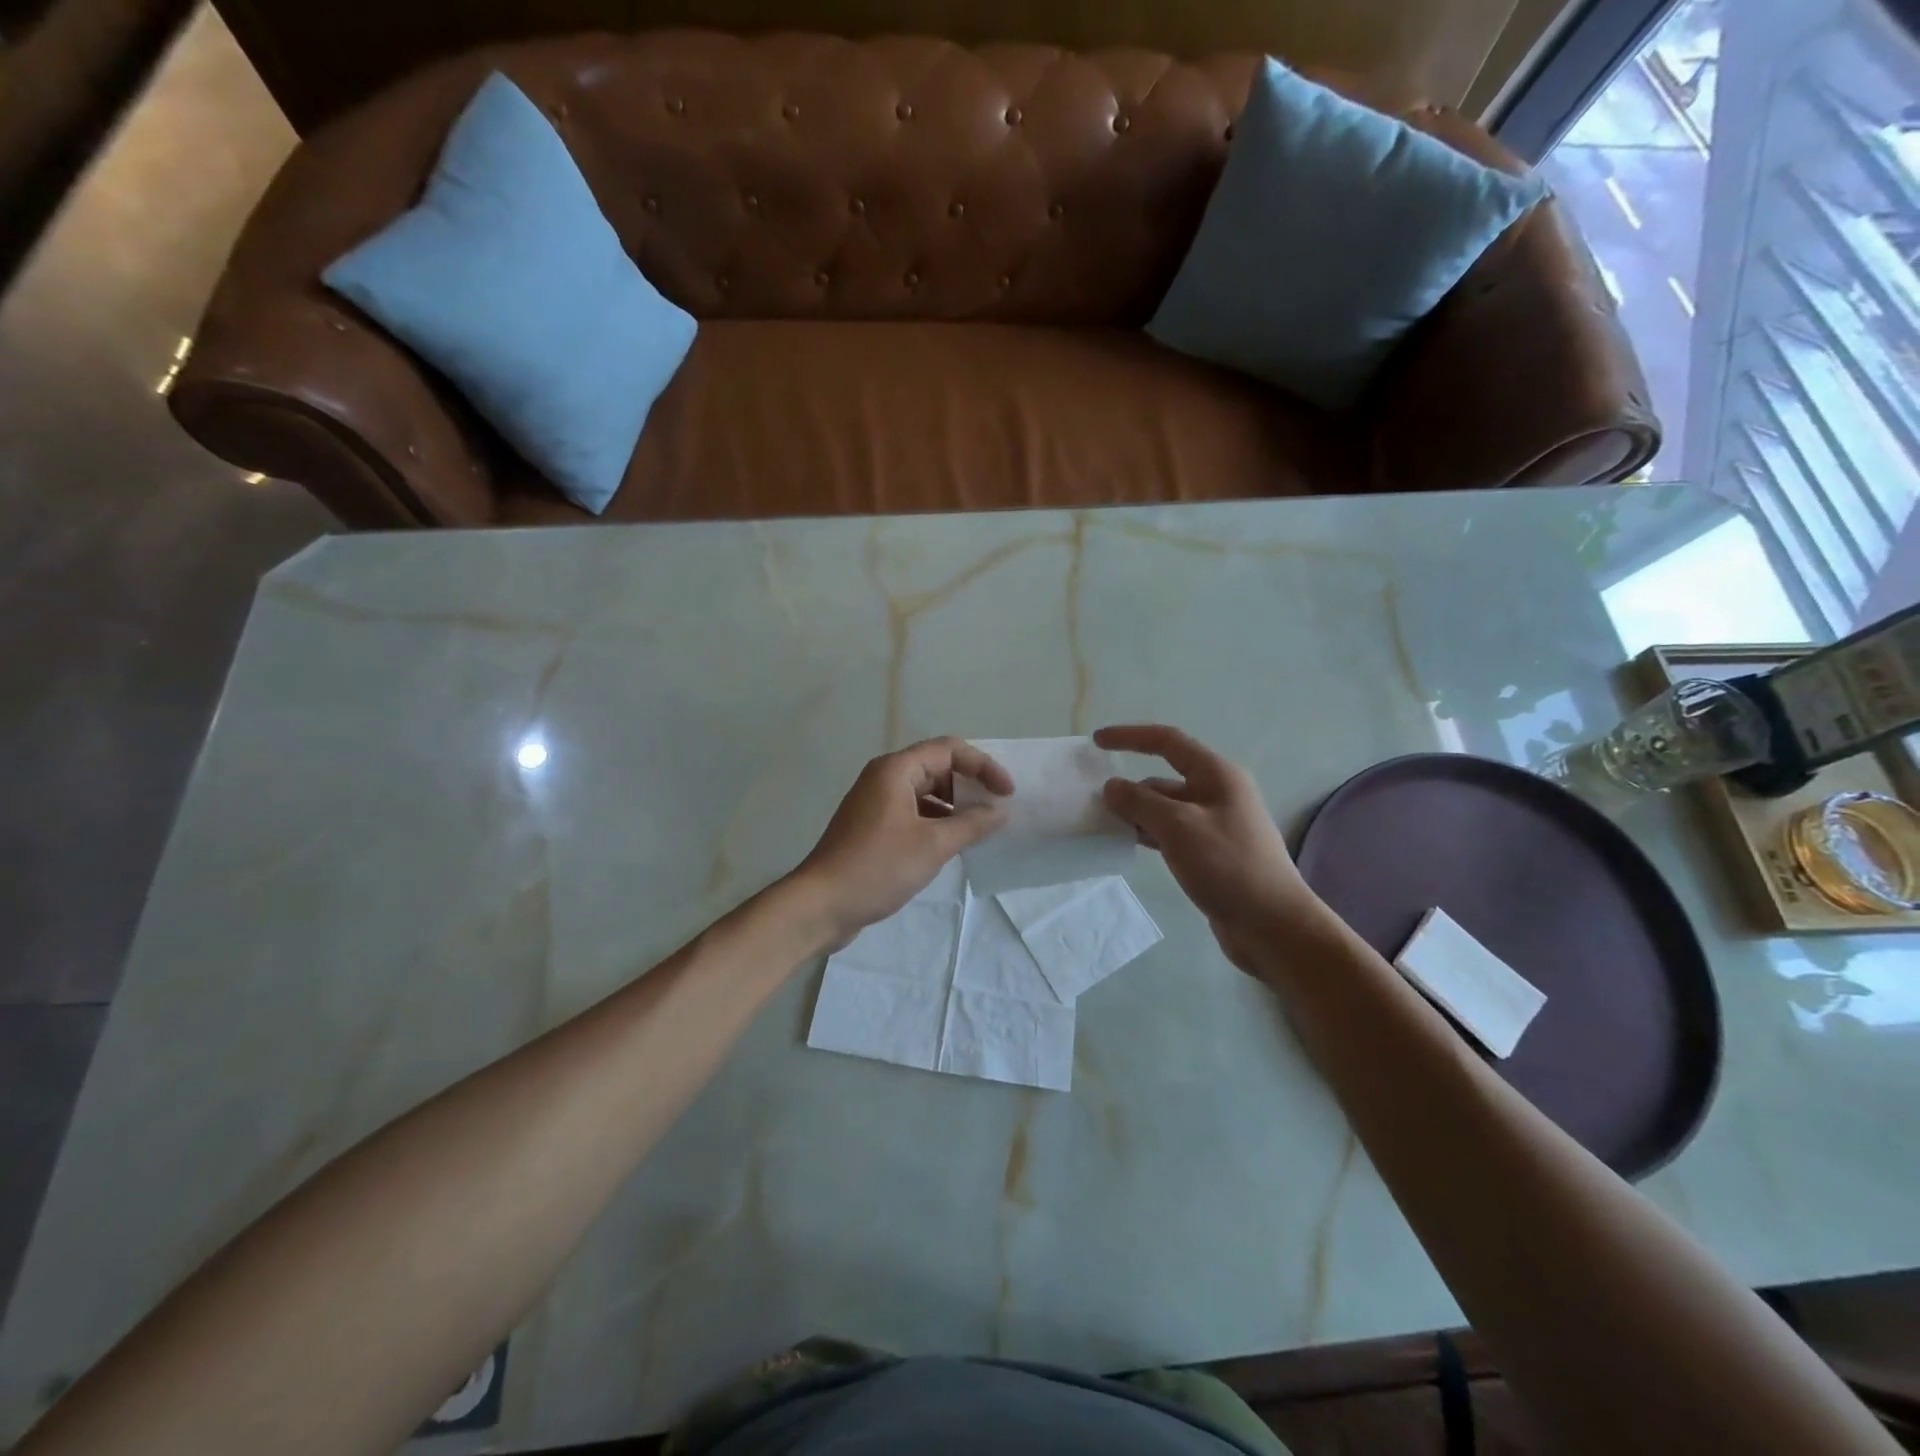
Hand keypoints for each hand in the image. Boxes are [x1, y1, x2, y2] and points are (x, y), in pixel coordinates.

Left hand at [792, 737, 1012, 944]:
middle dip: (970, 784)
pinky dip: (937, 821)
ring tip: (981, 829)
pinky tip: (953, 844)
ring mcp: (876, 803)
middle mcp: (884, 778)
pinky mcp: (873, 827)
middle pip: (937, 767)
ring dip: (955, 806)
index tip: (1007, 792)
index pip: (949, 749)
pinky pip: (914, 812)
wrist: (821, 904)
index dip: (983, 766)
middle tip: (997, 809)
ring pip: (926, 792)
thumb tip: (1000, 811)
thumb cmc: (878, 867)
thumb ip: (971, 825)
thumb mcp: (933, 845)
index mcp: (896, 770)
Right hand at [1095, 724, 1333, 973]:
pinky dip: (1149, 833)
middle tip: (1094, 803)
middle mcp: (1218, 793)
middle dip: (1130, 787)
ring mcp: (1215, 824)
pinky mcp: (1211, 853)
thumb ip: (1140, 802)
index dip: (1131, 737)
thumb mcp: (1178, 828)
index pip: (1168, 742)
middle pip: (1164, 778)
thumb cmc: (1228, 866)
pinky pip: (1172, 832)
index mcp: (1217, 775)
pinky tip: (1130, 845)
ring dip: (1137, 813)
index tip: (1097, 742)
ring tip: (1105, 826)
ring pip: (1166, 808)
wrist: (1272, 925)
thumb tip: (1112, 786)